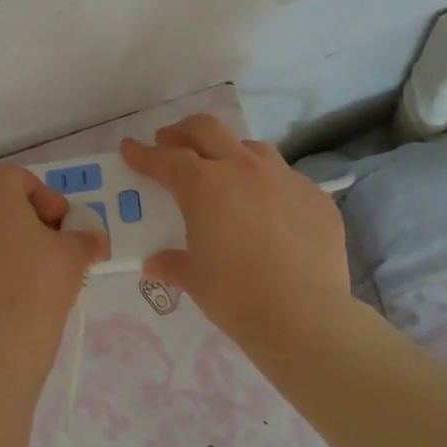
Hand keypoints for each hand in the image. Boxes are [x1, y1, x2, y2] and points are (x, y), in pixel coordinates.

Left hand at [0, 165, 105, 379]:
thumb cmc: (38, 280)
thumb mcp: (73, 253)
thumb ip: (85, 238)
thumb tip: (95, 240)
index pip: (24, 181)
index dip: (50, 202)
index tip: (65, 228)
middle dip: (27, 218)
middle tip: (51, 245)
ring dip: (5, 239)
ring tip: (30, 268)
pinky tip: (6, 286)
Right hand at [122, 116, 353, 348]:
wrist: (305, 317)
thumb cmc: (236, 295)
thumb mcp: (195, 279)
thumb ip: (173, 263)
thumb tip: (155, 264)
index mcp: (204, 185)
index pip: (165, 159)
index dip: (143, 153)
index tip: (129, 148)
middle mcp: (243, 169)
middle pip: (207, 130)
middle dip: (182, 132)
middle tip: (170, 142)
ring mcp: (284, 179)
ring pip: (251, 147)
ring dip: (229, 152)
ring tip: (224, 170)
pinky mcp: (316, 197)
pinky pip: (286, 179)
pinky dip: (268, 185)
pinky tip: (269, 210)